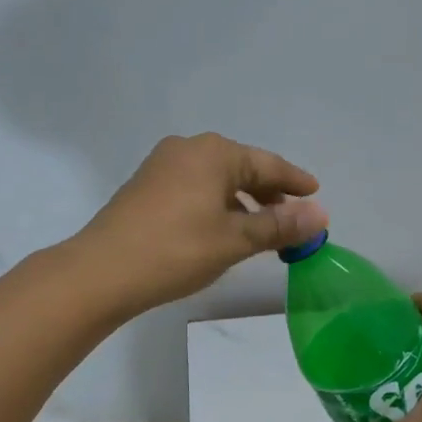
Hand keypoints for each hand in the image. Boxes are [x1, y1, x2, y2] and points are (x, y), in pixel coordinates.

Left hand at [75, 133, 327, 312]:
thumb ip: (280, 225)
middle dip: (270, 192)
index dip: (294, 181)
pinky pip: (196, 188)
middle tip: (293, 216)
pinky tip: (224, 228)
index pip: (267, 164)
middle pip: (242, 167)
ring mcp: (162, 166)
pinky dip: (218, 204)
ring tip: (262, 228)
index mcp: (214, 153)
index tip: (316, 193)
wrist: (101, 272)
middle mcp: (188, 149)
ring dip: (244, 201)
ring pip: (217, 179)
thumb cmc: (176, 250)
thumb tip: (320, 214)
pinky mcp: (147, 186)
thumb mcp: (235, 239)